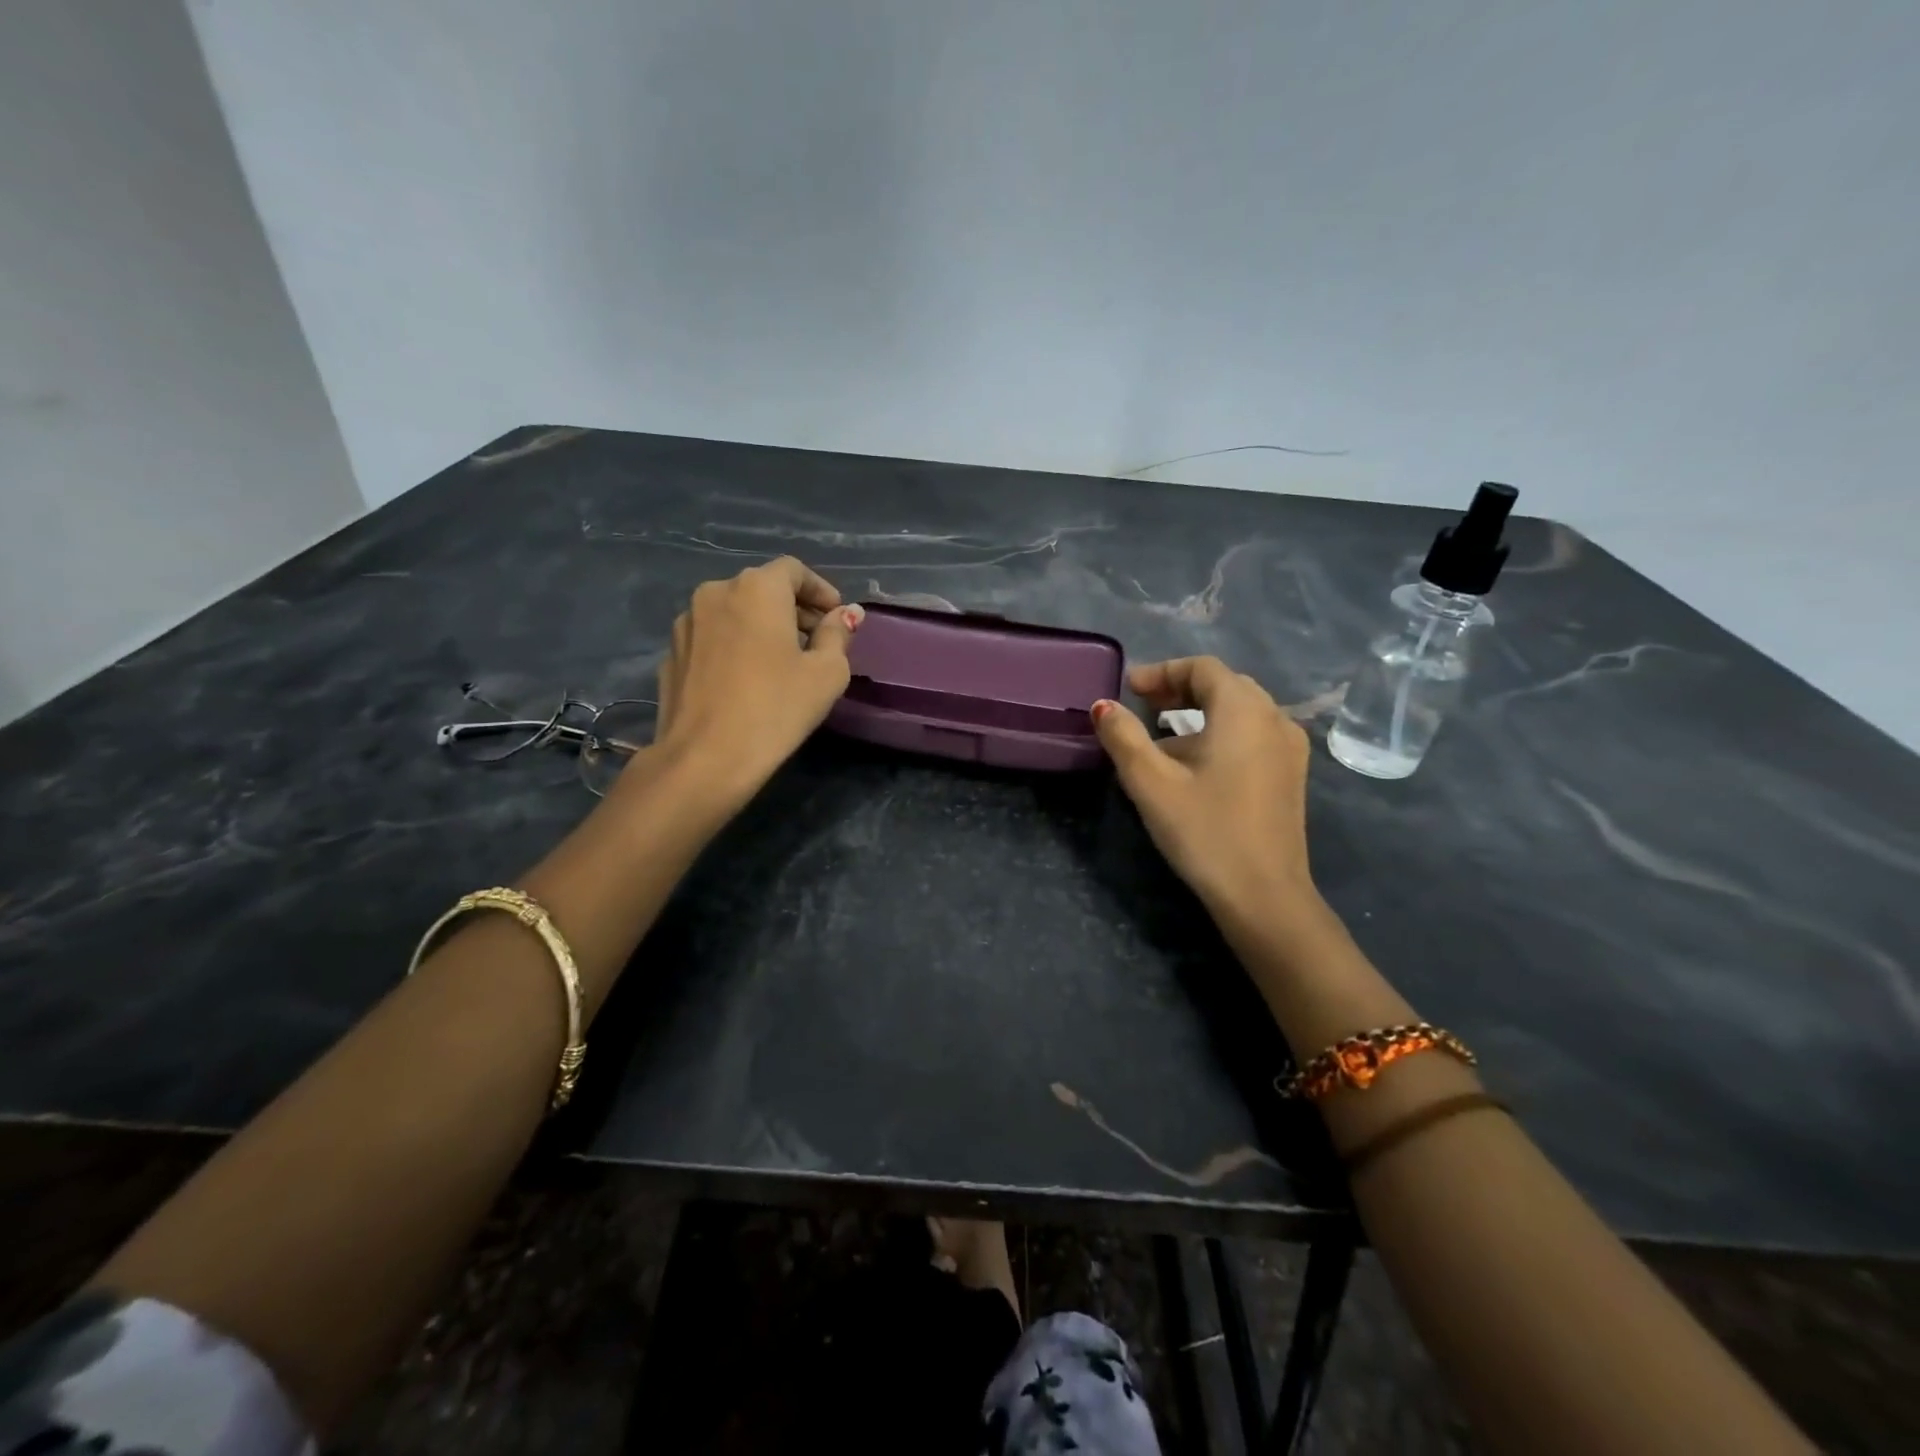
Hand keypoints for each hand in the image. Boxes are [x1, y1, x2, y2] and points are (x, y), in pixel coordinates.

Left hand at [638, 557, 861, 807]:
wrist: (704, 758)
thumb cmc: (776, 709)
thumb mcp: (826, 673)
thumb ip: (837, 634)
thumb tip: (846, 614)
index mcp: (757, 589)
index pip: (793, 570)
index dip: (819, 590)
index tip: (835, 617)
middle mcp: (716, 593)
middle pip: (762, 588)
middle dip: (793, 609)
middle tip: (816, 642)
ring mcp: (686, 623)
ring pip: (734, 612)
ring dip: (761, 627)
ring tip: (781, 662)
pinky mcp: (671, 654)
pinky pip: (713, 637)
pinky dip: (735, 646)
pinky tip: (747, 680)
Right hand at [1091, 657, 1318, 922]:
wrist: (1264, 895)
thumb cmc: (1204, 830)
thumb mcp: (1151, 782)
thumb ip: (1123, 737)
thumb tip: (1103, 706)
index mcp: (1244, 710)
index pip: (1202, 668)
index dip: (1161, 672)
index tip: (1128, 690)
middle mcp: (1274, 718)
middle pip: (1224, 685)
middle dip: (1180, 689)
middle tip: (1142, 706)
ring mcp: (1289, 749)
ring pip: (1240, 711)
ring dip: (1199, 713)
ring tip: (1161, 739)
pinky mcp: (1291, 776)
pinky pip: (1253, 735)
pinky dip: (1220, 734)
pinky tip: (1196, 765)